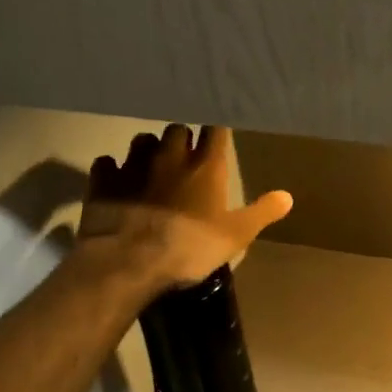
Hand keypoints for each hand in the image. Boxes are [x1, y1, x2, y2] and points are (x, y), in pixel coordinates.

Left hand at [79, 125, 292, 293]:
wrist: (128, 262)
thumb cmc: (190, 247)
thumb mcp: (236, 235)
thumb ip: (262, 212)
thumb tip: (288, 196)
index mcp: (205, 166)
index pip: (214, 130)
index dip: (217, 131)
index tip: (218, 135)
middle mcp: (169, 156)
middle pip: (176, 129)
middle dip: (182, 138)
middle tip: (186, 154)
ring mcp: (133, 166)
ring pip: (142, 141)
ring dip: (149, 149)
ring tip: (153, 165)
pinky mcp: (103, 182)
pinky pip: (107, 163)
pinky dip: (113, 168)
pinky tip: (117, 179)